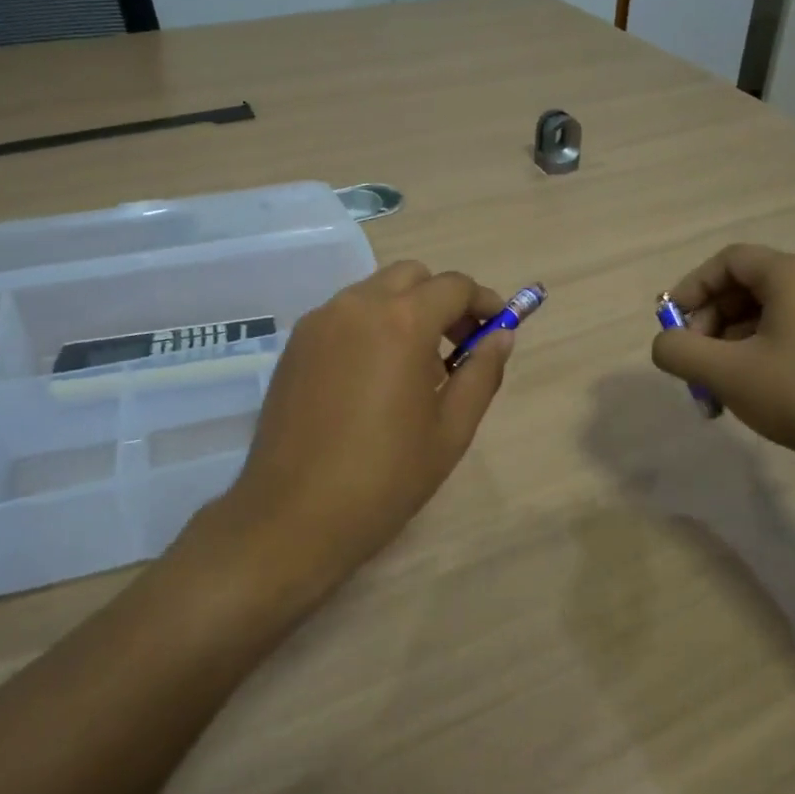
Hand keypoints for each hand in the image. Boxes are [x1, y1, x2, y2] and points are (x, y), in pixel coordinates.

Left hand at [185, 261, 513, 611]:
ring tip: (416, 367)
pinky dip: (370, 325)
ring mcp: (319, 322)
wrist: (293, 517)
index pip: (453, 287)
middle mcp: (357, 306)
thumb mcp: (451, 430)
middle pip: (411, 276)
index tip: (497, 327)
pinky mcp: (295, 344)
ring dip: (405, 310)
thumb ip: (482, 373)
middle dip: (442, 299)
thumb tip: (501, 336)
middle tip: (459, 344)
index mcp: (402, 322)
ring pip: (374, 291)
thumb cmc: (384, 478)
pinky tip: (374, 377)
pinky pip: (344, 315)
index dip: (483, 302)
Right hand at [650, 244, 794, 487]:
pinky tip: (754, 391)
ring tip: (719, 387)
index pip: (729, 261)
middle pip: (748, 286)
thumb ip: (679, 351)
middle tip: (695, 361)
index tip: (672, 323)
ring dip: (733, 343)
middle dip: (711, 322)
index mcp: (794, 274)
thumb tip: (666, 343)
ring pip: (770, 314)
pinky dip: (763, 352)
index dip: (692, 288)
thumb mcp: (726, 373)